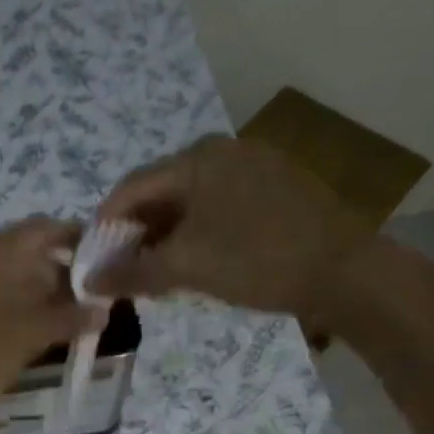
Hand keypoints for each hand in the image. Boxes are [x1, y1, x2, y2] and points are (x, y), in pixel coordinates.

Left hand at [0, 217, 99, 430]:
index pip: (43, 229)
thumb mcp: (25, 338)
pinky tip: (19, 335)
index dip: (76, 240)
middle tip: (86, 304)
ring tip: (58, 324)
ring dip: (31, 294)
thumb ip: (66, 320)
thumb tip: (102, 310)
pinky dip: (5, 306)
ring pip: (0, 276)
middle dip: (56, 275)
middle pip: (22, 252)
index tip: (103, 262)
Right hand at [89, 136, 378, 326]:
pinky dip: (197, 234)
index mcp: (197, 159)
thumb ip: (133, 272)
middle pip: (160, 193)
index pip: (129, 188)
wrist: (345, 271)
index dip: (104, 227)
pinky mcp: (275, 189)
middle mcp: (222, 152)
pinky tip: (198, 263)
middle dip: (136, 235)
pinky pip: (218, 209)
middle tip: (126, 274)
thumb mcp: (188, 266)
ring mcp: (253, 168)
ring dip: (166, 238)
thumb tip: (88, 281)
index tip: (93, 264)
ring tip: (158, 275)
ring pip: (190, 203)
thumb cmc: (257, 260)